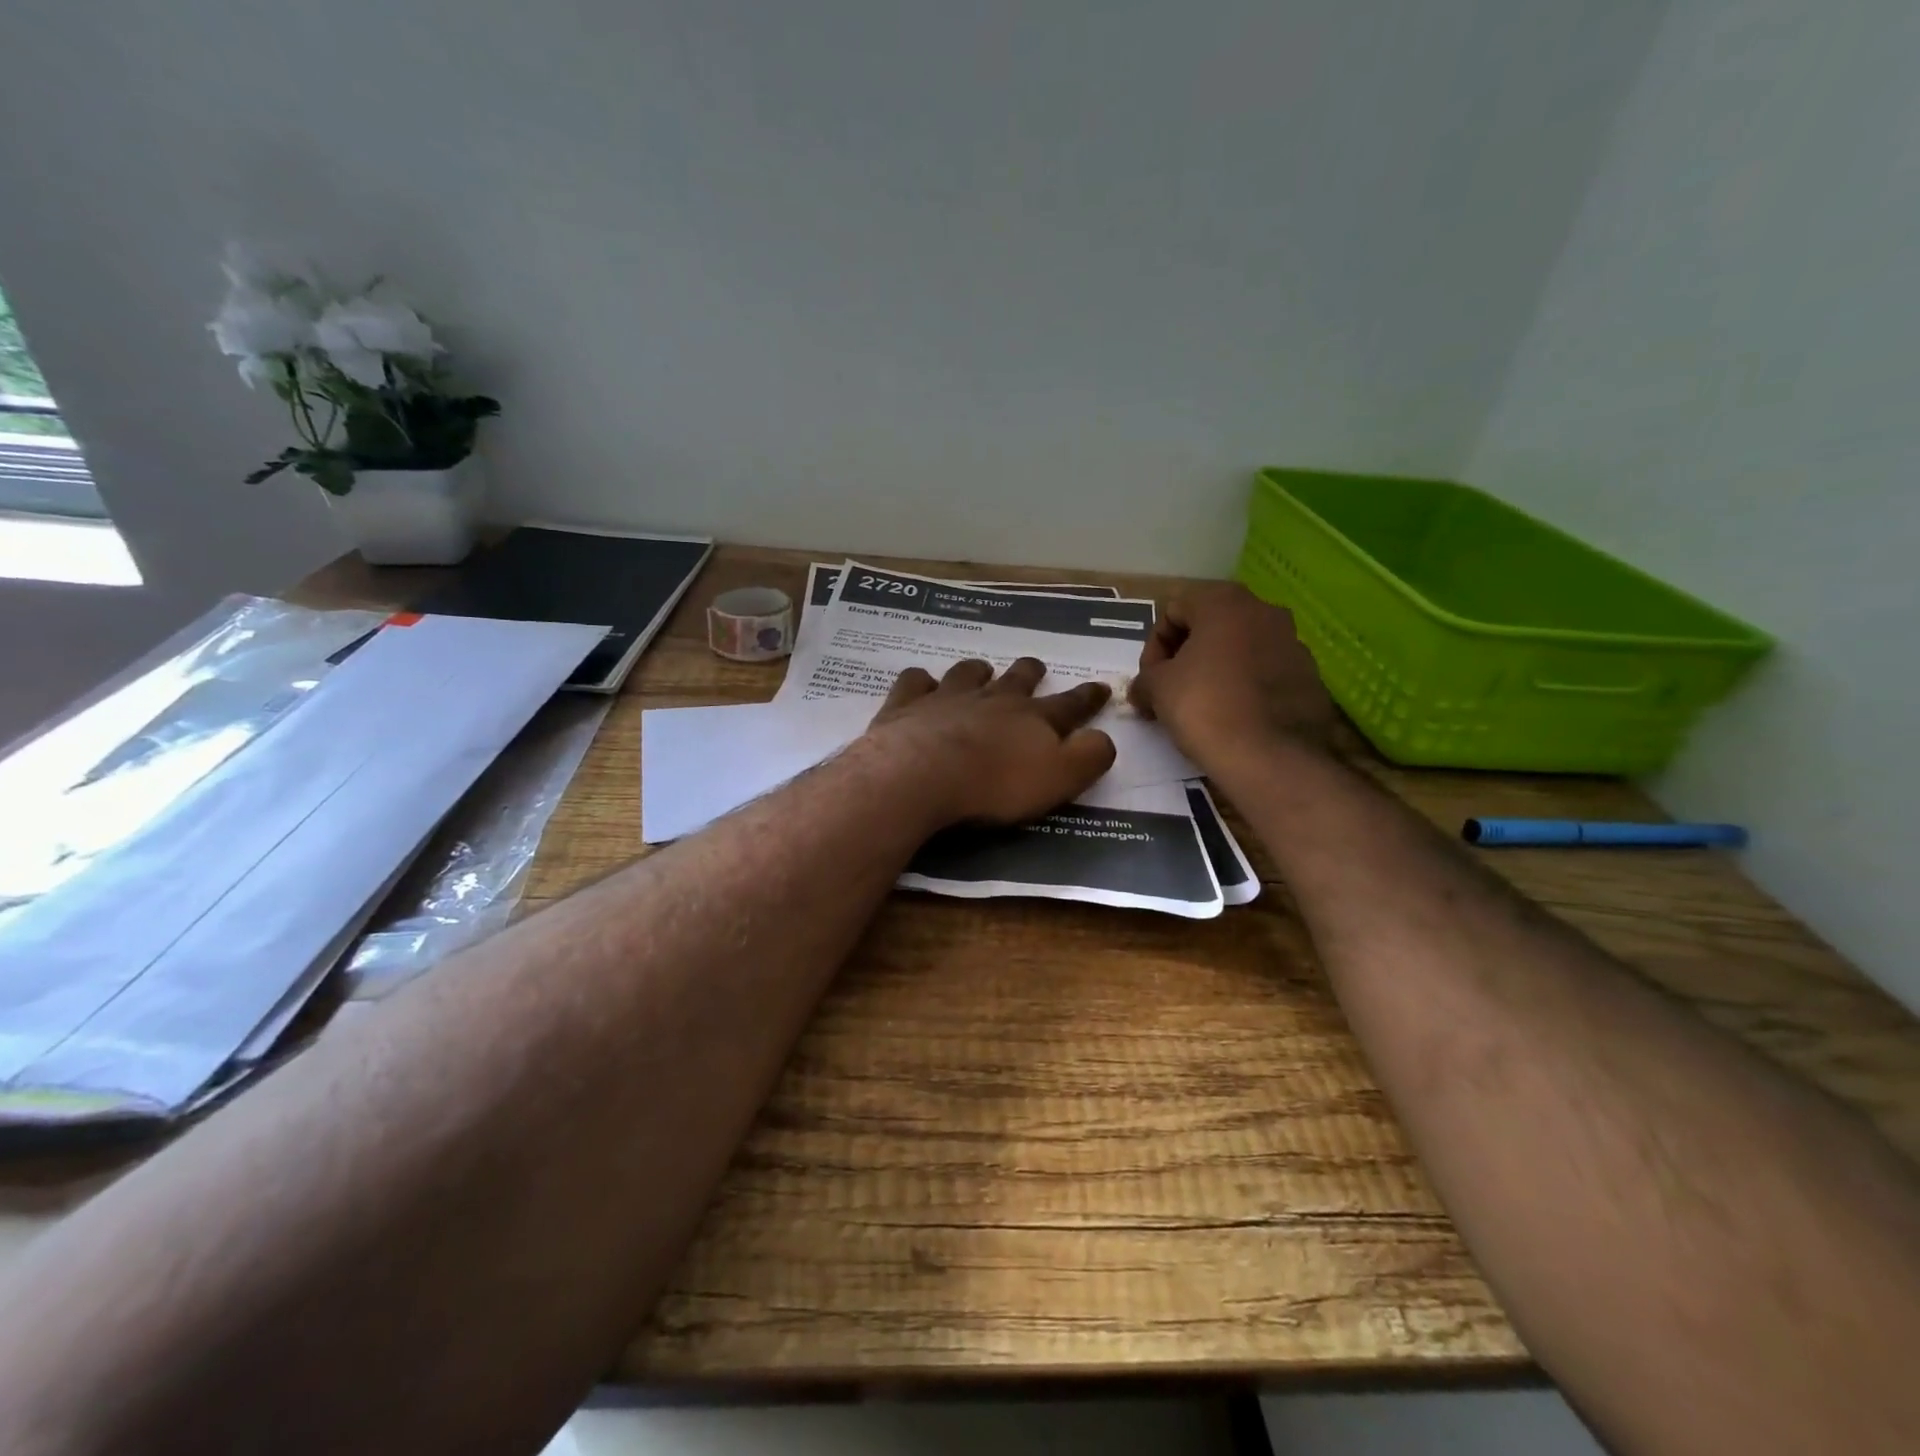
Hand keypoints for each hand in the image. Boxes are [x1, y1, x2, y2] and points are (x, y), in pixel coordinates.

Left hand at [861, 657, 1115, 825]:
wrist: (921, 774)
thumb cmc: (995, 784)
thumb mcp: (1059, 778)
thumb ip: (1088, 757)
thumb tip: (1104, 738)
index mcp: (1032, 718)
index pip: (1070, 705)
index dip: (1088, 697)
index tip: (1100, 686)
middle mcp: (992, 699)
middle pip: (1017, 678)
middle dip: (1030, 672)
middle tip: (1035, 666)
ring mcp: (947, 697)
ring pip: (967, 673)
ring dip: (978, 671)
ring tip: (980, 670)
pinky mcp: (907, 705)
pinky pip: (915, 682)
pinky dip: (921, 681)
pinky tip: (921, 684)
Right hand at [1127, 584, 1336, 764]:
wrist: (1271, 757)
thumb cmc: (1206, 707)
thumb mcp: (1157, 688)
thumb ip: (1144, 678)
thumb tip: (1143, 689)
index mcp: (1226, 602)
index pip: (1174, 610)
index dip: (1154, 646)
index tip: (1150, 679)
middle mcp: (1265, 611)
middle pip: (1210, 625)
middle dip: (1185, 655)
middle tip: (1170, 690)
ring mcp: (1294, 643)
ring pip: (1240, 648)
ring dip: (1215, 669)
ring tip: (1201, 706)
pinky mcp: (1309, 676)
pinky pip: (1264, 672)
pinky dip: (1244, 687)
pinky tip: (1233, 717)